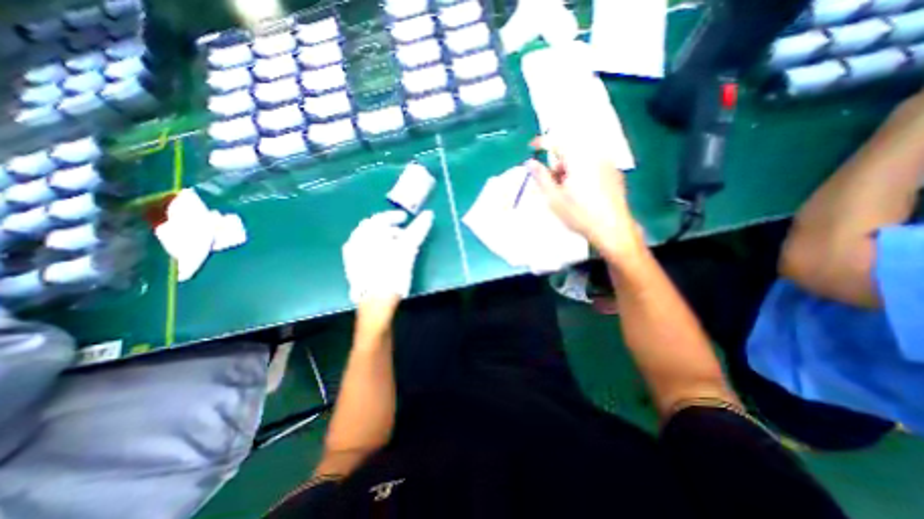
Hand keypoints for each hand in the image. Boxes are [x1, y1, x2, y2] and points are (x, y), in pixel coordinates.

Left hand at [343, 209, 438, 319]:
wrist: (376, 302)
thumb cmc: (392, 272)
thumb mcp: (407, 249)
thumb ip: (417, 230)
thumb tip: (428, 214)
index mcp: (365, 234)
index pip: (379, 218)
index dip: (394, 216)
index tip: (405, 218)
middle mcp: (355, 242)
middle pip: (373, 229)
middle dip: (389, 229)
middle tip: (403, 234)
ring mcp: (352, 256)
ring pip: (369, 240)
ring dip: (383, 239)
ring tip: (397, 246)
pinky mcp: (353, 268)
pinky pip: (365, 251)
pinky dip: (377, 249)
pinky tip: (386, 258)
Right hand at [527, 136, 644, 261]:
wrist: (612, 229)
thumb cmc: (579, 214)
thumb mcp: (554, 198)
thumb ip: (541, 177)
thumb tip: (531, 162)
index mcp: (579, 159)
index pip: (558, 141)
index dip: (542, 142)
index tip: (531, 147)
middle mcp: (596, 155)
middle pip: (570, 150)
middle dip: (557, 163)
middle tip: (551, 183)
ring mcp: (608, 164)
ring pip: (582, 159)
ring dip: (569, 170)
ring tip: (566, 192)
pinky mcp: (614, 174)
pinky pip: (593, 166)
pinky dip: (582, 173)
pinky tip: (581, 194)